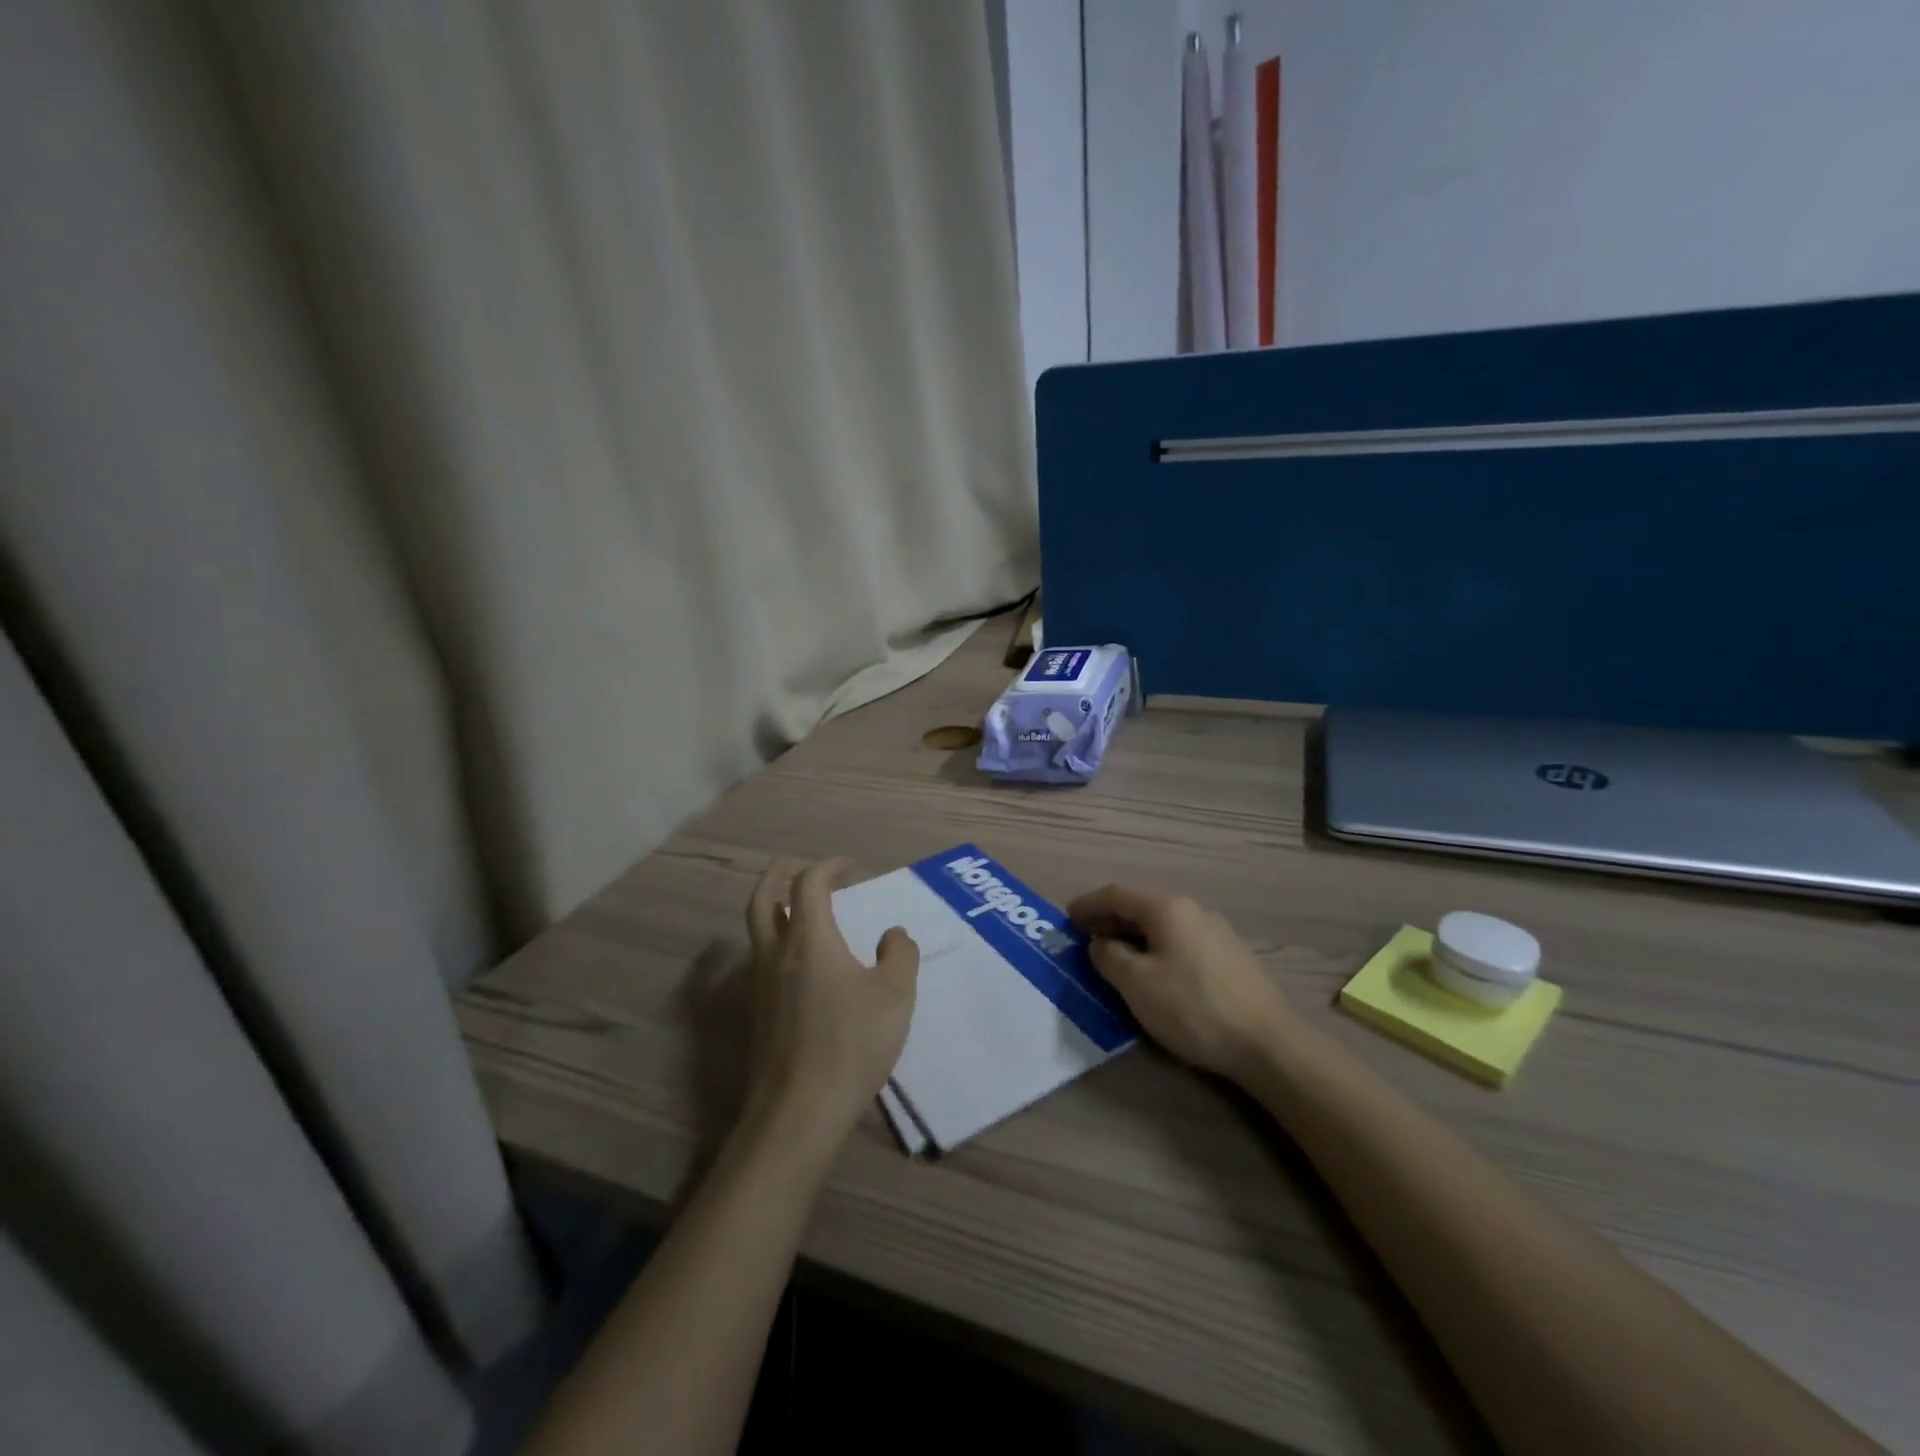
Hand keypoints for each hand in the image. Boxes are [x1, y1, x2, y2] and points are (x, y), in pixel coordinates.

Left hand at [740, 858, 918, 1159]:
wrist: (799, 1111)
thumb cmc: (851, 1043)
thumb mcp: (895, 995)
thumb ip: (900, 955)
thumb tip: (893, 935)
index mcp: (809, 940)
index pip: (809, 884)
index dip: (829, 867)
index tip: (851, 867)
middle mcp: (775, 954)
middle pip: (762, 900)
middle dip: (777, 877)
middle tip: (793, 868)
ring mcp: (760, 986)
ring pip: (756, 932)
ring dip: (774, 911)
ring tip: (800, 914)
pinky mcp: (757, 1015)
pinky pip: (760, 963)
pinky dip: (775, 945)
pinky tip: (801, 966)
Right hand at [1068, 884, 1295, 1081]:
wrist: (1268, 1043)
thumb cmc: (1192, 1008)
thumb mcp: (1137, 984)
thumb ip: (1109, 957)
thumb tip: (1100, 943)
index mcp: (1167, 909)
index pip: (1116, 895)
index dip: (1088, 905)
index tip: (1066, 918)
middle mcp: (1193, 910)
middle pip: (1140, 907)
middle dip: (1109, 921)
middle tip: (1084, 940)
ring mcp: (1216, 932)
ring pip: (1162, 927)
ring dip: (1133, 937)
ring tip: (1114, 958)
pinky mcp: (1231, 958)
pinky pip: (1180, 942)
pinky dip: (1156, 949)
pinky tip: (1153, 973)